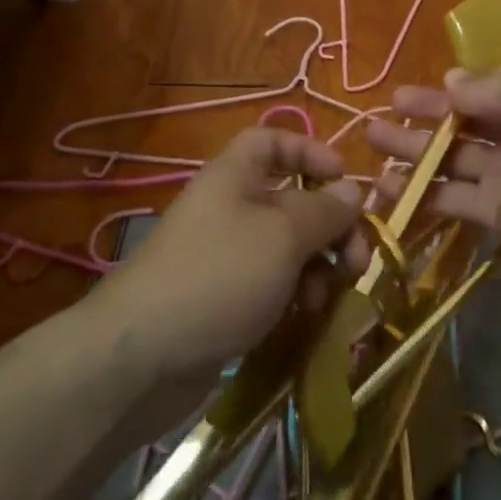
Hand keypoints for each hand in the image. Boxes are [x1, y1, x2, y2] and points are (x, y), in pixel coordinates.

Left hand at [90, 127, 362, 387]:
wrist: (142, 359)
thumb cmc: (219, 277)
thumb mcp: (283, 236)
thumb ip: (325, 211)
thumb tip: (353, 191)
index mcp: (234, 178)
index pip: (271, 141)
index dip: (310, 151)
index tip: (345, 180)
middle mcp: (230, 211)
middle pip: (292, 201)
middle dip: (332, 226)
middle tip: (358, 260)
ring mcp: (228, 259)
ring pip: (289, 249)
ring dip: (320, 267)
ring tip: (328, 296)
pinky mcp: (229, 301)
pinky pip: (275, 286)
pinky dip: (297, 295)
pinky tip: (308, 317)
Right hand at [364, 61, 500, 277]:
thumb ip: (481, 87)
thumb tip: (449, 80)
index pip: (482, 92)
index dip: (444, 93)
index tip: (406, 94)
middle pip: (461, 126)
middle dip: (421, 120)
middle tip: (378, 118)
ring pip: (450, 163)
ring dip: (412, 154)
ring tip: (371, 145)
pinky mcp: (496, 213)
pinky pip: (451, 199)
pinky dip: (420, 194)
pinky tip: (384, 187)